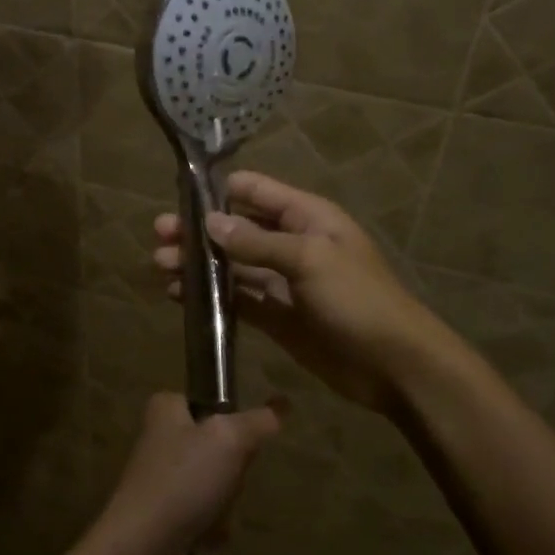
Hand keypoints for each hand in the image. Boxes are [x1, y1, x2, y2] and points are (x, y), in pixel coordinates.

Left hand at [96, 393, 280, 554]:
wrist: (142, 545)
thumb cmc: (184, 479)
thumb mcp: (229, 439)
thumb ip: (257, 421)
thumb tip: (280, 406)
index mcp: (165, 410)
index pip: (206, 402)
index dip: (228, 420)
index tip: (240, 439)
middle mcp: (159, 440)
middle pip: (215, 446)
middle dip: (231, 470)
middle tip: (228, 479)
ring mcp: (159, 479)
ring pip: (212, 483)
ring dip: (224, 502)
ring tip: (217, 512)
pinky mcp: (161, 514)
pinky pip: (201, 514)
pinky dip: (210, 526)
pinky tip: (207, 536)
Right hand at [153, 171, 460, 415]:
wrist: (395, 365)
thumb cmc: (358, 299)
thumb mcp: (310, 260)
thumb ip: (257, 241)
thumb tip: (210, 223)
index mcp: (306, 218)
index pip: (256, 191)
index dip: (219, 190)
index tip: (179, 195)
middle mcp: (291, 243)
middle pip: (237, 229)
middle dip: (199, 231)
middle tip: (159, 237)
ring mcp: (283, 281)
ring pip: (232, 265)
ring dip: (199, 264)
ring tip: (161, 266)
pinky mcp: (277, 316)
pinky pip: (238, 299)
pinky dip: (211, 296)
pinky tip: (180, 295)